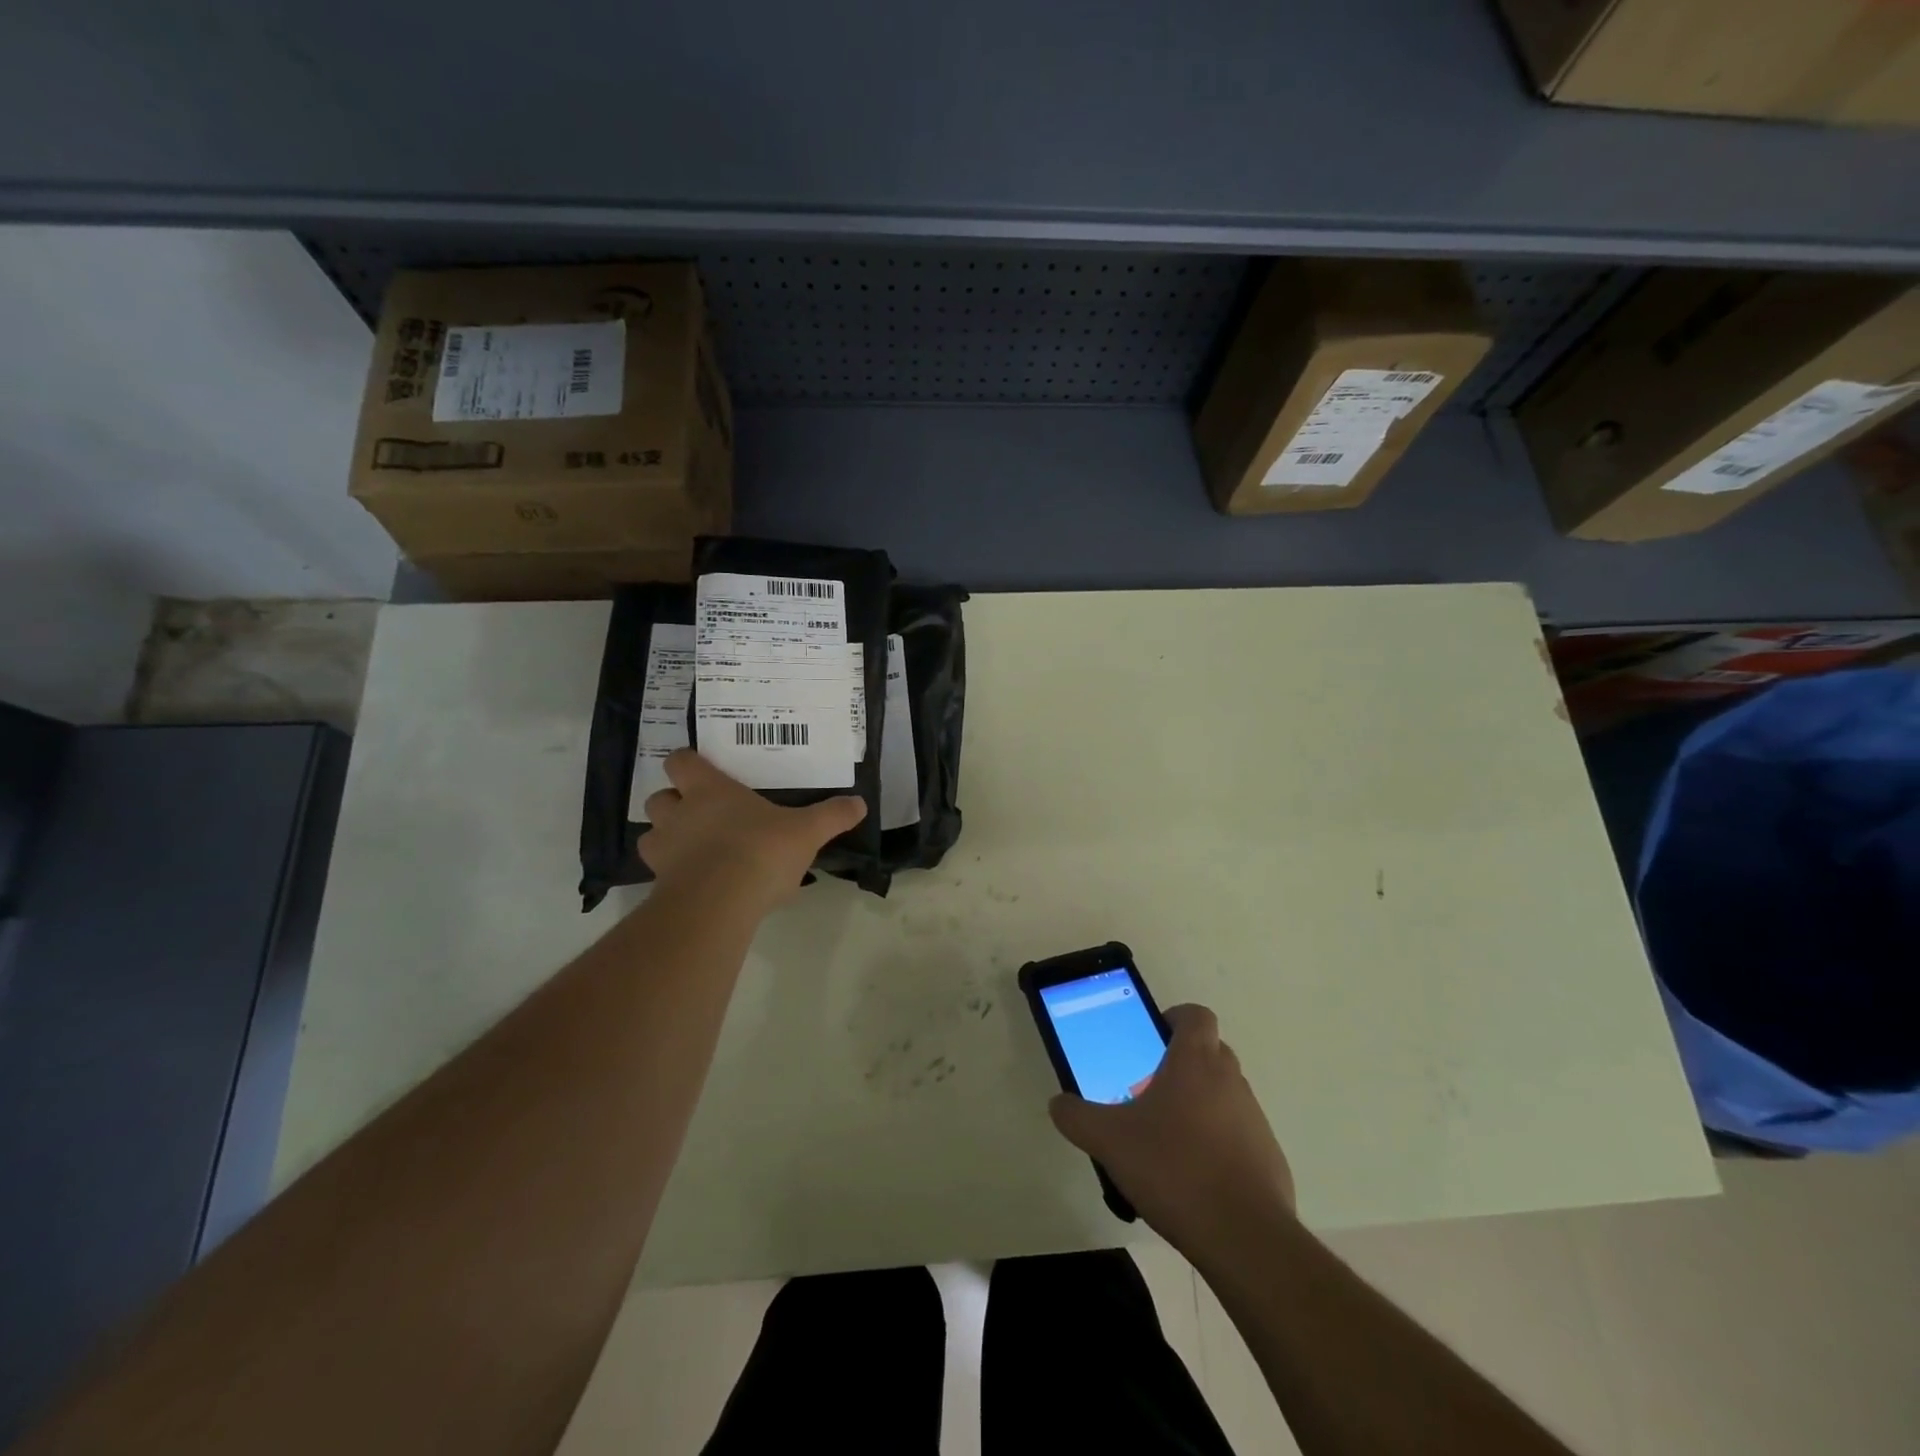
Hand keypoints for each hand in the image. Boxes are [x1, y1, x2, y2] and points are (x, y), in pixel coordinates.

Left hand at [638, 749, 865, 907]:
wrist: (718, 904)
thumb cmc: (760, 851)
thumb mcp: (807, 831)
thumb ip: (832, 816)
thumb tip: (860, 803)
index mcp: (709, 790)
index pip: (682, 761)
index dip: (689, 763)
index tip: (703, 769)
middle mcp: (680, 814)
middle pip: (659, 797)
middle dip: (674, 802)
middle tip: (700, 813)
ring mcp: (665, 850)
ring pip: (651, 835)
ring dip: (666, 838)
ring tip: (693, 849)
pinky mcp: (660, 885)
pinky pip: (658, 873)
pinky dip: (671, 875)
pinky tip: (696, 883)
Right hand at [1050, 1004, 1295, 1262]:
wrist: (1244, 1237)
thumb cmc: (1174, 1169)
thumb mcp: (1109, 1141)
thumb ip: (1077, 1117)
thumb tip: (1058, 1103)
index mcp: (1196, 1061)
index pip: (1195, 1015)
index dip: (1175, 1018)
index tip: (1152, 1039)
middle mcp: (1231, 1079)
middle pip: (1210, 1052)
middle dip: (1181, 1064)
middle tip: (1148, 1091)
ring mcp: (1255, 1118)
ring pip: (1224, 1094)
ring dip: (1199, 1105)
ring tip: (1166, 1141)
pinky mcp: (1269, 1157)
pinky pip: (1239, 1135)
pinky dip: (1218, 1144)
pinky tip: (1193, 1178)